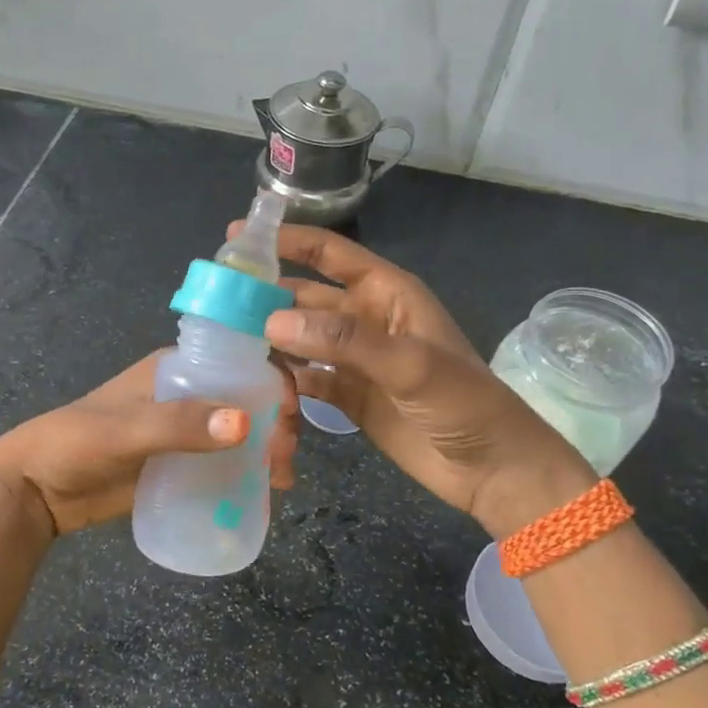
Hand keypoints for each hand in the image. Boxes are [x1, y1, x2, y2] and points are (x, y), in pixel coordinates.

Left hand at [0, 351, 299, 537]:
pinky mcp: (180, 465)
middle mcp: (187, 395)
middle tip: (283, 459)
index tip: (289, 417)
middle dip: (276, 422)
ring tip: (280, 480)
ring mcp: (185, 432)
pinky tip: (264, 493)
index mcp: (176, 369)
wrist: (37, 490)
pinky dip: (248, 473)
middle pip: (248, 399)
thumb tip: (245, 423)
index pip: (239, 362)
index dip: (273, 382)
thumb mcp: (126, 430)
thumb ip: (180, 426)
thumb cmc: (76, 444)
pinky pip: (224, 464)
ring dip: (267, 450)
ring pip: (242, 432)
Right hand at [250, 223, 594, 535]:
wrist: (491, 469)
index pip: (331, 256)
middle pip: (307, 298)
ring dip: (271, 342)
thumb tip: (272, 322)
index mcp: (388, 295)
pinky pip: (307, 380)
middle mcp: (367, 321)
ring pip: (302, 341)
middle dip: (267, 297)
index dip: (289, 241)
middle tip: (215, 303)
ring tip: (225, 345)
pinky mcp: (349, 397)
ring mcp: (356, 361)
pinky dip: (285, 382)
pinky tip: (257, 386)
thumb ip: (344, 341)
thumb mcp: (410, 365)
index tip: (238, 238)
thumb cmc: (464, 404)